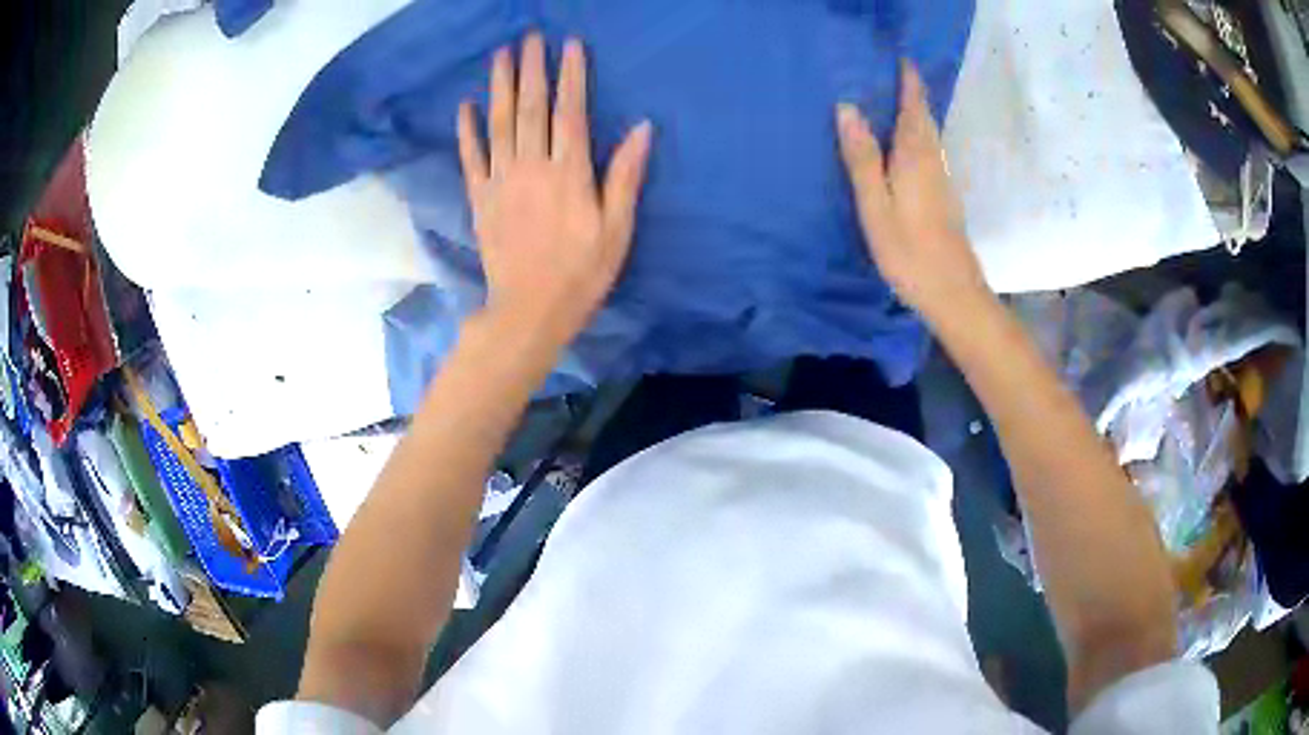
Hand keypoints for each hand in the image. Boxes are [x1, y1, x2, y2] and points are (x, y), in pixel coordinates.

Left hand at [458, 34, 652, 350]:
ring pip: (499, 123)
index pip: (570, 111)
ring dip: (499, 86)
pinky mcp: (480, 199)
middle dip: (531, 68)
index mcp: (569, 173)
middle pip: (531, 108)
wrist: (528, 311)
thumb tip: (642, 129)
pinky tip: (466, 106)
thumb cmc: (581, 274)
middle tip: (528, 37)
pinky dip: (467, 130)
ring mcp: (501, 181)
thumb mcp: (617, 229)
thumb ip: (625, 176)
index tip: (570, 45)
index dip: (571, 75)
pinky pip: (471, 157)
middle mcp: (532, 167)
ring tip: (500, 55)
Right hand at [836, 62, 991, 325]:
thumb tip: (847, 107)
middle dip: (913, 94)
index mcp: (915, 155)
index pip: (914, 106)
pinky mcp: (944, 196)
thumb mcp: (875, 204)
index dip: (909, 82)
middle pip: (924, 118)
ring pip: (929, 135)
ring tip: (895, 100)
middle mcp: (933, 160)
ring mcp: (942, 179)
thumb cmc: (909, 250)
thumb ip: (862, 156)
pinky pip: (929, 151)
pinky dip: (918, 136)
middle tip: (894, 74)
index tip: (902, 60)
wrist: (952, 292)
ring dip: (916, 114)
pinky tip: (905, 144)